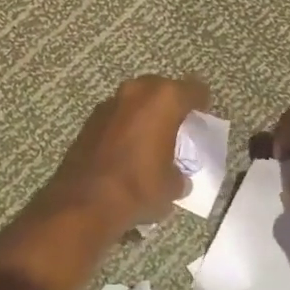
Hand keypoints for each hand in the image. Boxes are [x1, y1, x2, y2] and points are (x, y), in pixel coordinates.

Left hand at [38, 75, 210, 232]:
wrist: (85, 200)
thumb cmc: (139, 187)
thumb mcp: (172, 186)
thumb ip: (179, 173)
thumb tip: (176, 176)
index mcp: (165, 99)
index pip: (194, 89)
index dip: (202, 101)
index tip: (204, 114)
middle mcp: (137, 91)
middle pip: (162, 88)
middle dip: (171, 103)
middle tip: (179, 124)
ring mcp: (111, 102)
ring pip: (137, 99)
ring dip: (146, 113)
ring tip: (154, 136)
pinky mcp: (91, 119)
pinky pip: (119, 115)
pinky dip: (127, 124)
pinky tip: (129, 146)